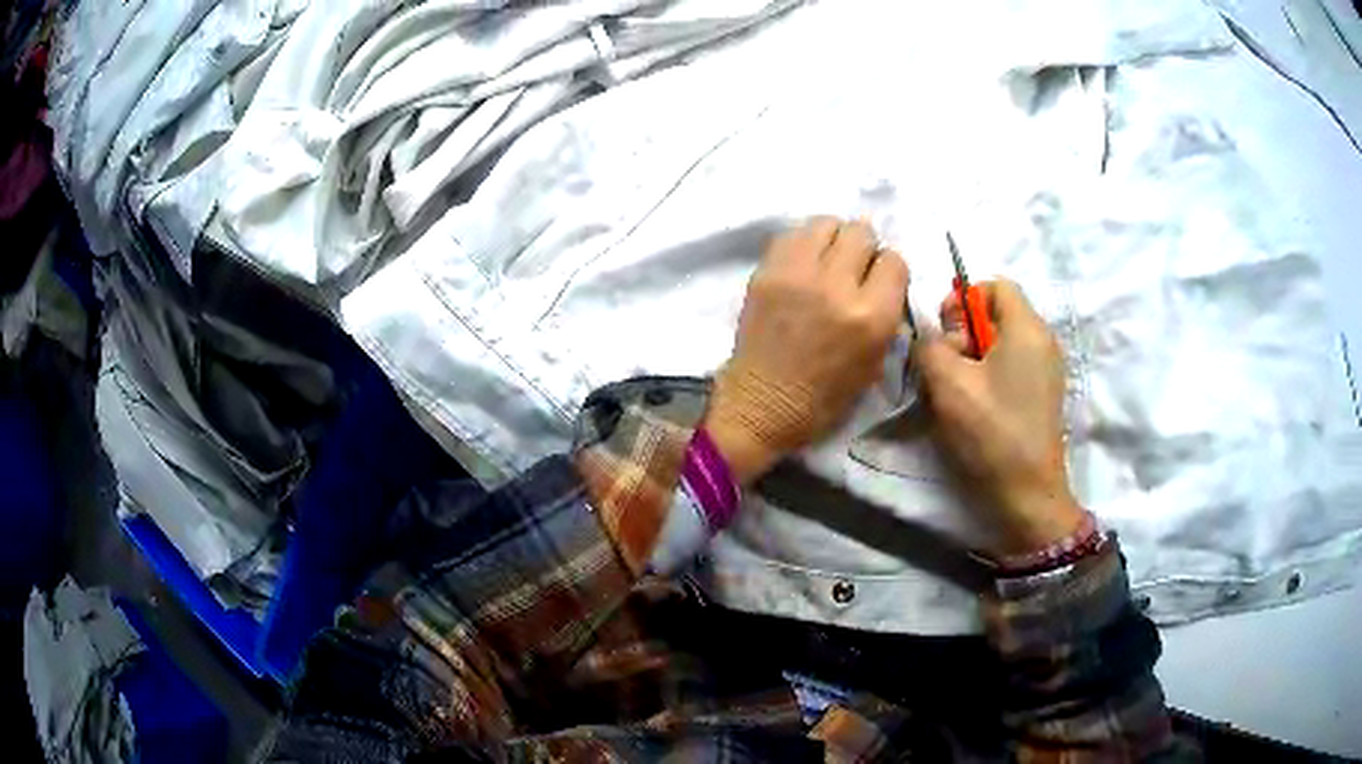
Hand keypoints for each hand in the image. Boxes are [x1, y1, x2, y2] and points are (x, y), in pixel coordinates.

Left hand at [705, 218, 908, 484]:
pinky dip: (803, 244)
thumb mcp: (874, 363)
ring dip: (833, 238)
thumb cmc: (824, 398)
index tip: (880, 281)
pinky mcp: (766, 271)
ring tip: (827, 260)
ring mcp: (797, 274)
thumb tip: (882, 281)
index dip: (889, 270)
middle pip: (861, 232)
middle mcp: (837, 286)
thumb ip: (885, 315)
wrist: (762, 406)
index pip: (894, 261)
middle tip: (853, 268)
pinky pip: (792, 235)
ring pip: (826, 223)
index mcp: (871, 316)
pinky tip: (803, 264)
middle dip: (864, 248)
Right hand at [912, 279, 1083, 554]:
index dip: (964, 299)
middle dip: (966, 333)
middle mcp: (1044, 341)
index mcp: (1027, 328)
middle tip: (948, 368)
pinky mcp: (1044, 394)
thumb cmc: (991, 432)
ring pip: (1003, 343)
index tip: (946, 334)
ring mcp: (1048, 370)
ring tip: (957, 392)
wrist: (1028, 494)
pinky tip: (976, 407)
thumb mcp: (948, 383)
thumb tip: (934, 339)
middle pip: (999, 314)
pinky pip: (1012, 367)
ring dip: (974, 358)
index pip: (996, 285)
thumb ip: (932, 346)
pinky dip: (990, 376)